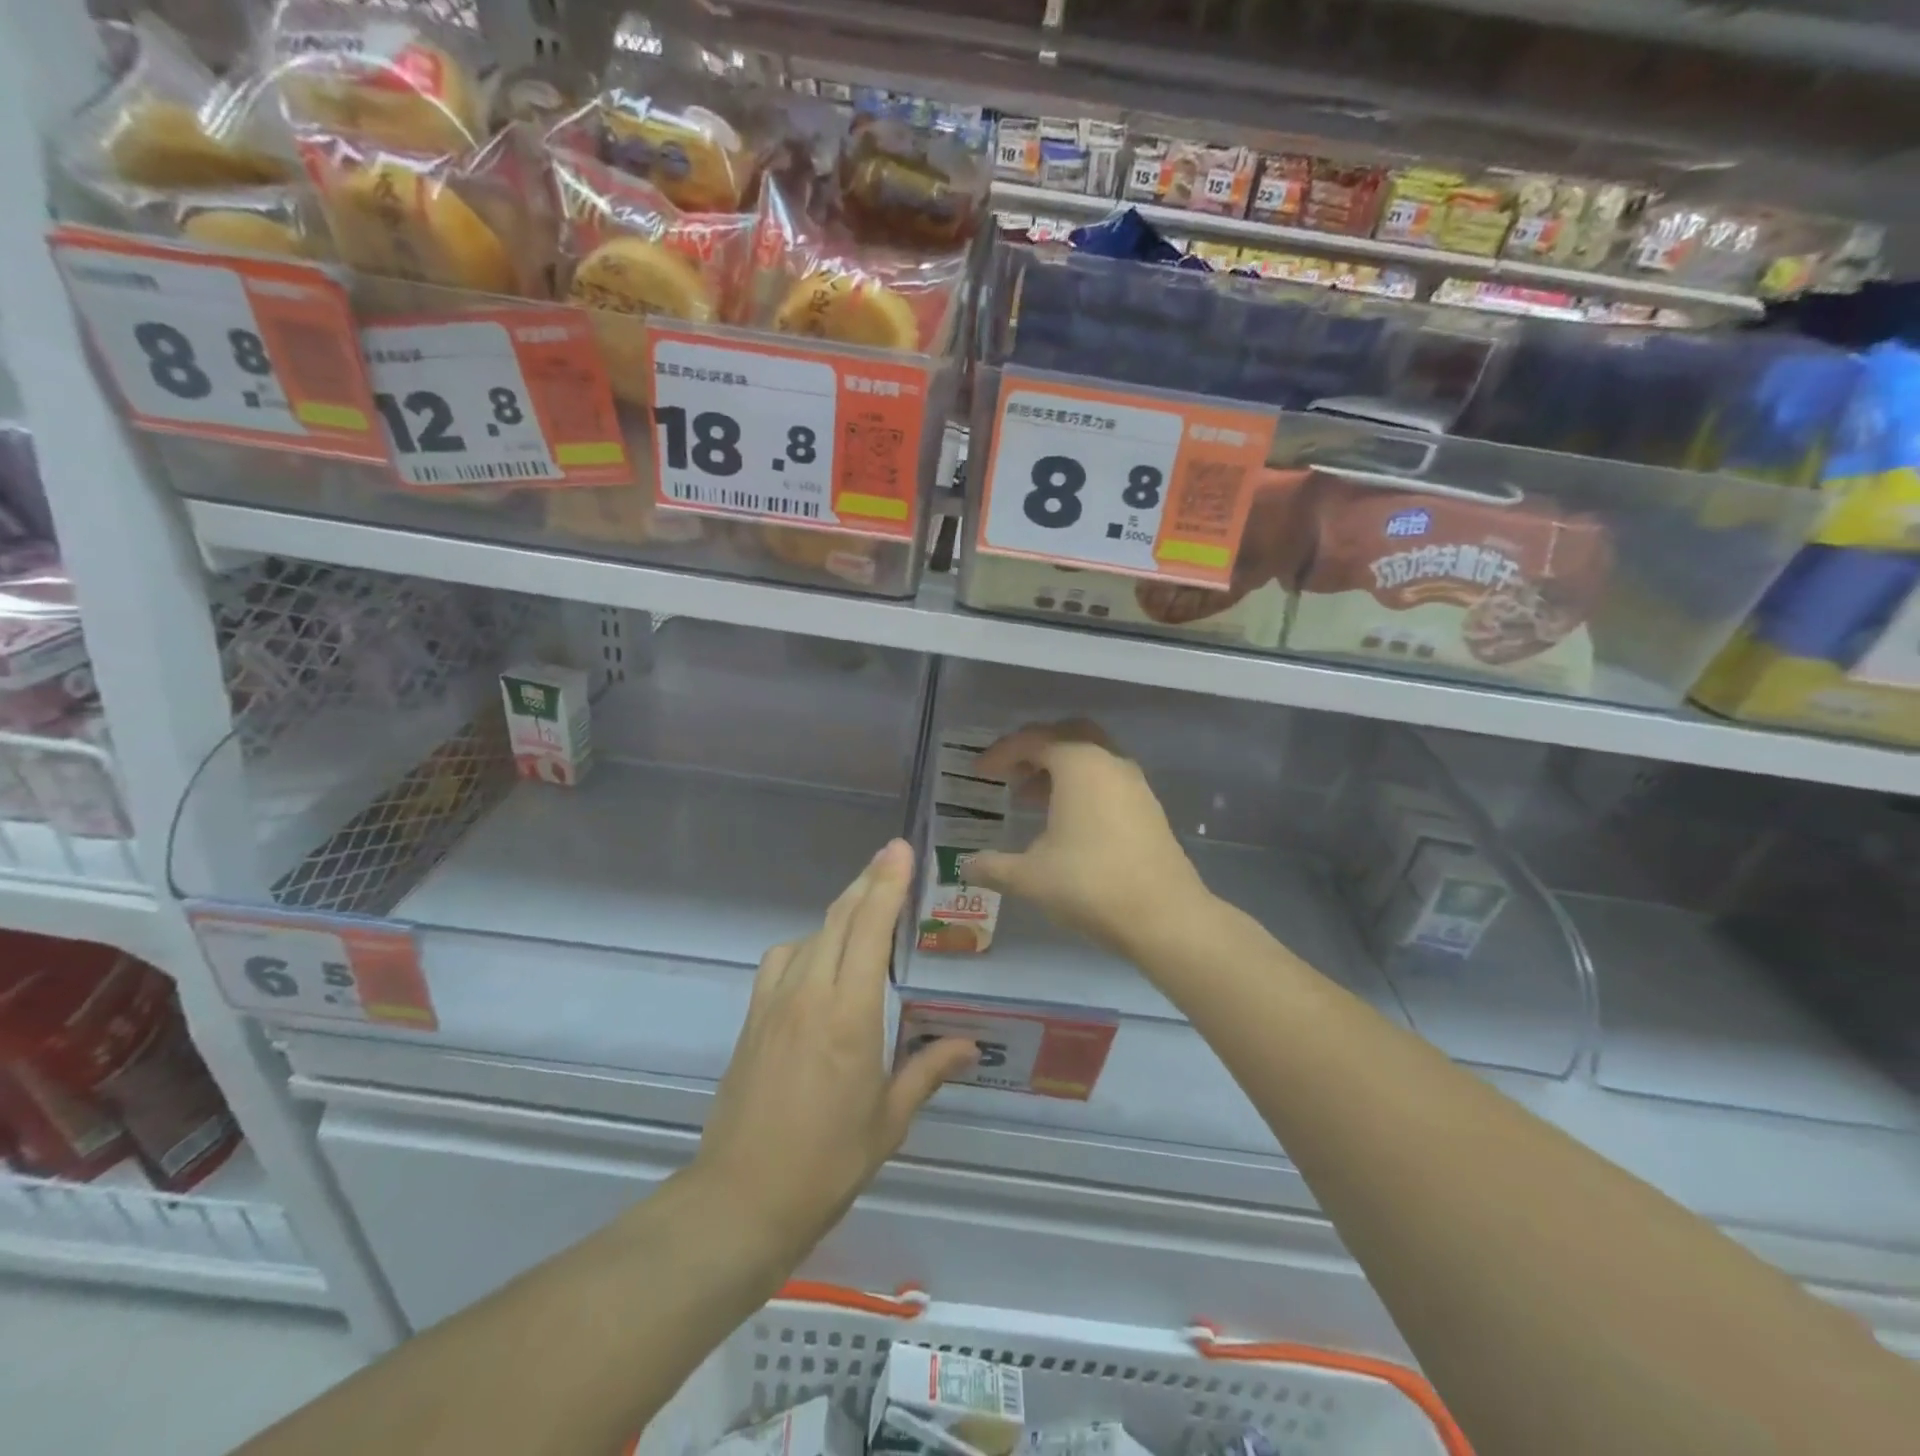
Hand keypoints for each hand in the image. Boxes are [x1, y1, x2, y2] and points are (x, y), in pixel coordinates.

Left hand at [693, 840, 976, 1268]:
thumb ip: (928, 1071)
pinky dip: (808, 943)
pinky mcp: (752, 1017)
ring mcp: (774, 1002)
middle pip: (839, 918)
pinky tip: (820, 961)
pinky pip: (782, 959)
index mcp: (849, 1014)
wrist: (741, 1199)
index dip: (886, 883)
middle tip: (891, 857)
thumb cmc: (827, 1162)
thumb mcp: (889, 1119)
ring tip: (865, 909)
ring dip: (840, 912)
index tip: (900, 850)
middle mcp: (809, 994)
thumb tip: (968, 1046)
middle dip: (867, 882)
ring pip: (811, 934)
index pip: (870, 929)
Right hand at [967, 720, 1209, 958]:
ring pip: (1091, 757)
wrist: (1164, 916)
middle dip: (1035, 749)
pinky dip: (1082, 786)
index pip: (1032, 741)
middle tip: (1011, 773)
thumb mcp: (1030, 877)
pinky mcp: (1148, 807)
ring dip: (1059, 769)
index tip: (979, 771)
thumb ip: (992, 866)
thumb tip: (965, 866)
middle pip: (1067, 735)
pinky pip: (1107, 779)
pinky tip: (1066, 821)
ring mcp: (1134, 783)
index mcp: (1078, 764)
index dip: (1001, 753)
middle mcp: (1109, 762)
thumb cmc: (1090, 884)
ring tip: (1030, 799)